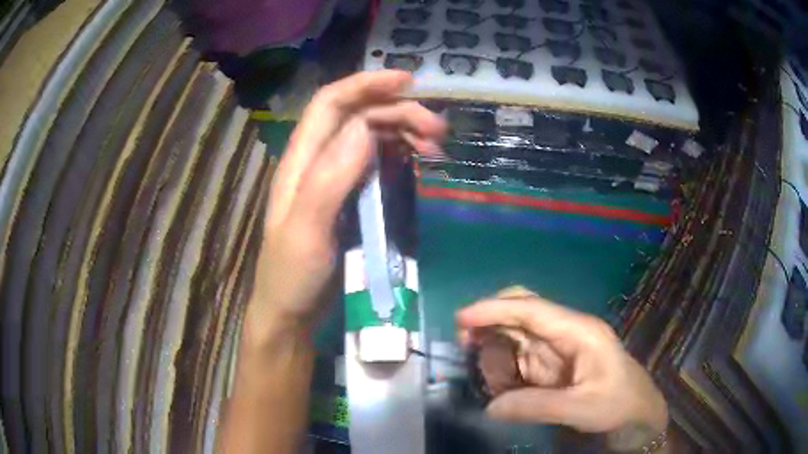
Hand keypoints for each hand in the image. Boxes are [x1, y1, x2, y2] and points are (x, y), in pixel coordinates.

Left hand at [247, 71, 445, 339]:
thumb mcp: (306, 230)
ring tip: (436, 146)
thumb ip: (329, 178)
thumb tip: (362, 126)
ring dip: (404, 132)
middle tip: (438, 131)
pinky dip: (401, 156)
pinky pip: (379, 164)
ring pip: (372, 137)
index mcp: (301, 161)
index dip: (365, 84)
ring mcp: (336, 179)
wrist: (292, 312)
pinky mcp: (351, 198)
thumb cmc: (292, 275)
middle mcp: (318, 161)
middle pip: (359, 117)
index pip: (330, 104)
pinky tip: (419, 162)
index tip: (407, 81)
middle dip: (398, 112)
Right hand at [456, 287, 667, 447]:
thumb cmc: (619, 404)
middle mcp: (564, 332)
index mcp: (579, 331)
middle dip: (490, 323)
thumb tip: (491, 407)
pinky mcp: (550, 364)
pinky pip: (517, 359)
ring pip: (514, 337)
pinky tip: (505, 389)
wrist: (637, 413)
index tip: (462, 318)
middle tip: (466, 347)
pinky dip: (503, 371)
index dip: (495, 309)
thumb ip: (537, 406)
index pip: (532, 309)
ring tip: (497, 386)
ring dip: (496, 356)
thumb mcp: (583, 408)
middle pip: (521, 312)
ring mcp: (556, 347)